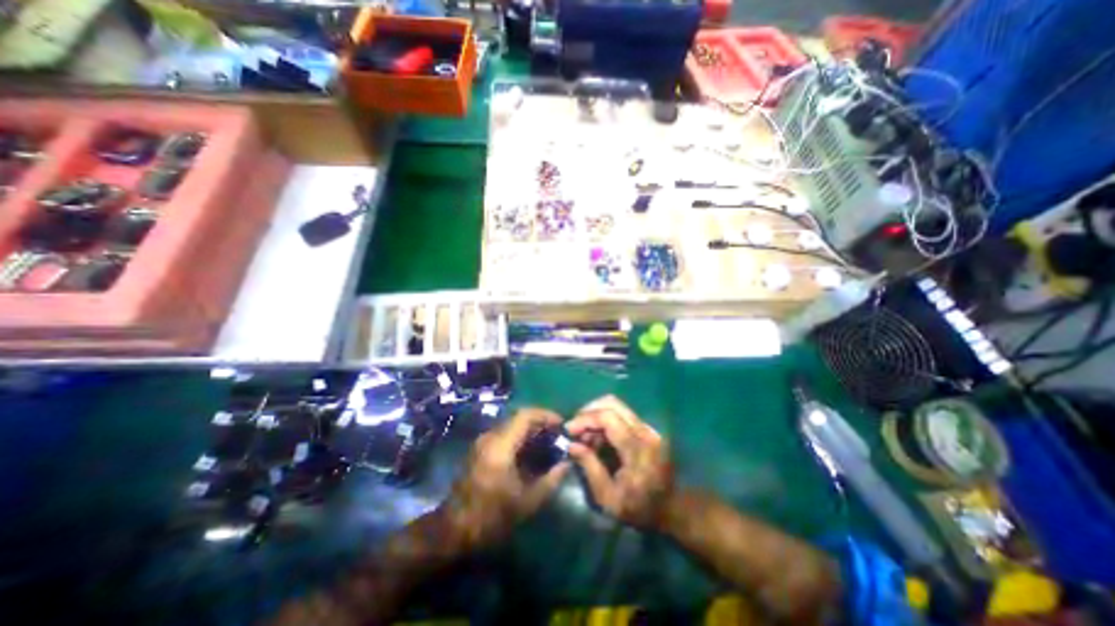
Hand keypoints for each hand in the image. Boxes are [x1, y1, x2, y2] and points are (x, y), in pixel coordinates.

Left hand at [440, 407, 570, 547]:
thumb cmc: (491, 517)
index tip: (561, 423)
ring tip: (548, 440)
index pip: (525, 416)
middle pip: (518, 418)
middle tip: (557, 433)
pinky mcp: (480, 449)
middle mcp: (490, 437)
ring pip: (511, 425)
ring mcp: (483, 442)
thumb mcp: (526, 502)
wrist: (454, 531)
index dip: (545, 415)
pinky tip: (531, 451)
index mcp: (500, 446)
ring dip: (530, 429)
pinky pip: (505, 434)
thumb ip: (550, 480)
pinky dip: (520, 436)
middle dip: (540, 422)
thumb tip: (567, 464)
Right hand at [566, 396, 670, 528]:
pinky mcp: (646, 429)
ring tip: (585, 437)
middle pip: (612, 403)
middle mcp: (645, 431)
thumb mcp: (608, 498)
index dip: (585, 419)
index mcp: (637, 448)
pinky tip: (597, 439)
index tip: (568, 430)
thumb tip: (571, 445)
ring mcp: (648, 428)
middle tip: (575, 428)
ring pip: (616, 407)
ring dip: (596, 416)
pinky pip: (621, 415)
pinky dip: (605, 421)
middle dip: (589, 412)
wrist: (672, 509)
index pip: (608, 417)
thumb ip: (590, 467)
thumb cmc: (639, 509)